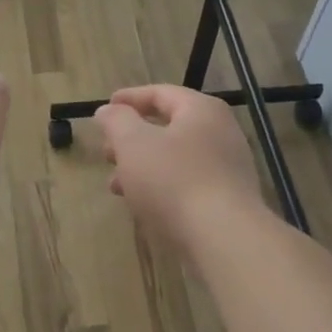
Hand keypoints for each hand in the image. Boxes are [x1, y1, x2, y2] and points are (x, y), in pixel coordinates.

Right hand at [94, 86, 263, 248]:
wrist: (223, 237)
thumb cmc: (174, 180)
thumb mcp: (133, 144)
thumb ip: (117, 121)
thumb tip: (108, 109)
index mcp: (201, 110)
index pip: (160, 93)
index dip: (128, 99)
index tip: (104, 109)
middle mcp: (220, 132)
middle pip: (168, 126)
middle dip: (132, 139)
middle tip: (107, 152)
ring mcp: (228, 167)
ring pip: (175, 158)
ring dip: (142, 167)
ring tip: (116, 185)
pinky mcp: (227, 199)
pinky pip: (187, 183)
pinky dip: (161, 187)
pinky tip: (142, 205)